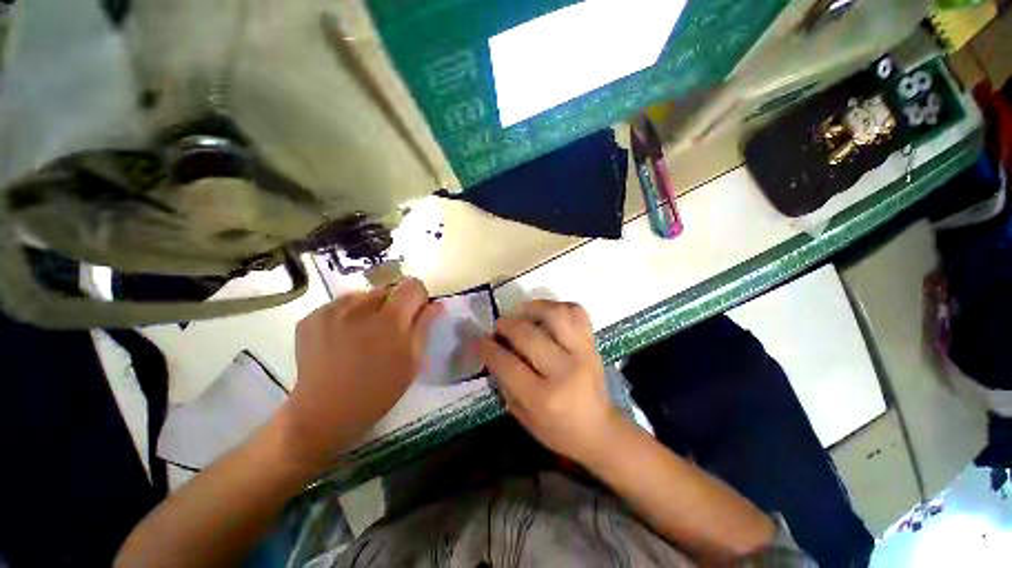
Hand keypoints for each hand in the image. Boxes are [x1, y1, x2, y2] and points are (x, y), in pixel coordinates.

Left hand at [280, 278, 441, 468]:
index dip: (417, 298)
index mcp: (390, 319)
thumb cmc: (378, 391)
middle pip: (388, 289)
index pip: (412, 285)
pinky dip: (347, 316)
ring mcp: (331, 310)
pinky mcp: (311, 317)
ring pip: (363, 296)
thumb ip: (425, 326)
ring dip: (370, 309)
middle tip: (388, 331)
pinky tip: (343, 339)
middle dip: (394, 305)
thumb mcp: (412, 361)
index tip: (415, 315)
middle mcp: (360, 307)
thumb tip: (436, 303)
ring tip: (363, 336)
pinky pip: (341, 305)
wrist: (324, 413)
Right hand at [476, 300, 619, 464]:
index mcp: (544, 398)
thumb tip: (492, 351)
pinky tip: (546, 313)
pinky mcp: (593, 343)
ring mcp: (583, 353)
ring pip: (555, 315)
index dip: (487, 348)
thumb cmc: (558, 429)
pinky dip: (558, 306)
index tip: (477, 339)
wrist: (600, 430)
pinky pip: (576, 312)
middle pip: (528, 335)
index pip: (507, 364)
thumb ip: (504, 383)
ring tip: (521, 313)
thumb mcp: (523, 417)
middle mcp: (564, 371)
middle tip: (499, 327)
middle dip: (506, 325)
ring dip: (532, 308)